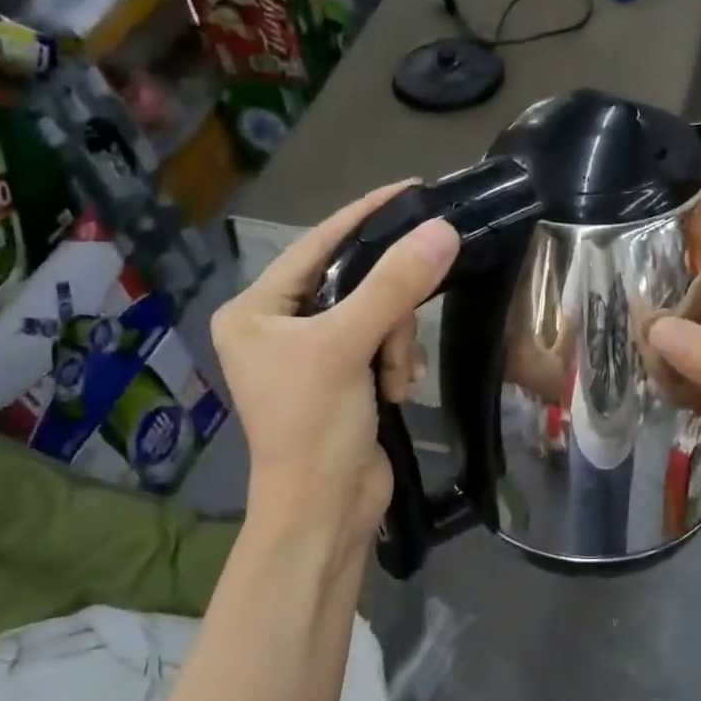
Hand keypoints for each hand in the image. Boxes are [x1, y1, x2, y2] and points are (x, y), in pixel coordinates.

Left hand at [211, 183, 458, 558]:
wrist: (326, 512)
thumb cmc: (315, 426)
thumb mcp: (348, 347)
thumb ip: (394, 286)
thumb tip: (443, 230)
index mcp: (256, 310)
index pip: (316, 244)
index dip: (365, 216)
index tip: (412, 189)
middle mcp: (279, 326)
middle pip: (354, 283)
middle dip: (385, 314)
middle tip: (394, 344)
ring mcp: (314, 355)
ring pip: (377, 316)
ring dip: (395, 346)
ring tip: (393, 382)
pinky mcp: (345, 379)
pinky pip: (384, 346)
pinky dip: (398, 365)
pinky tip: (397, 394)